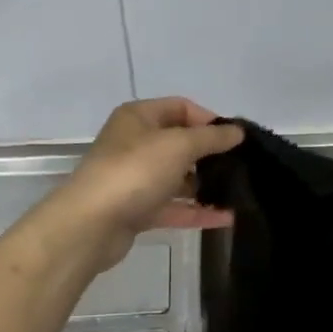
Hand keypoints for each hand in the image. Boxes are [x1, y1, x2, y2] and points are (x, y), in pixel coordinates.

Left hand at [45, 98, 243, 268]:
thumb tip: (238, 131)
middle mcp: (135, 144)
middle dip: (210, 154)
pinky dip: (197, 211)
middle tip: (241, 166)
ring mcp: (135, 179)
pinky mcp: (137, 210)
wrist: (91, 223)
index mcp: (139, 118)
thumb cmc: (135, 171)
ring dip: (206, 185)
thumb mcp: (179, 145)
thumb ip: (212, 137)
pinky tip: (226, 218)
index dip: (209, 119)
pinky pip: (174, 207)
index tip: (236, 138)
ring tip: (238, 193)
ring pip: (177, 178)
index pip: (181, 108)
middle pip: (180, 143)